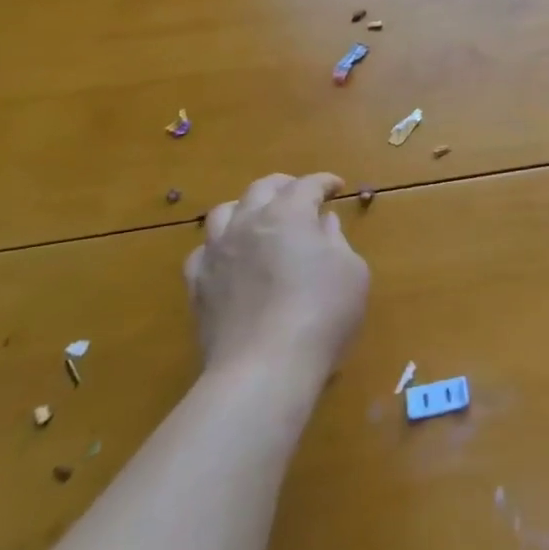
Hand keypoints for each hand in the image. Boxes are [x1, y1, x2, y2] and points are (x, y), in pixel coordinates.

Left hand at [183, 174, 369, 378]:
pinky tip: (230, 258)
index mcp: (289, 214)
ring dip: (246, 208)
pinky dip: (220, 246)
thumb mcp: (351, 272)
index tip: (337, 187)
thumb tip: (323, 224)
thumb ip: (336, 241)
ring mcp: (217, 253)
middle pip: (262, 189)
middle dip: (284, 186)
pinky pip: (204, 252)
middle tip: (300, 194)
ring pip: (224, 212)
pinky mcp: (197, 285)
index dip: (324, 182)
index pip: (307, 185)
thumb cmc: (322, 314)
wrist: (264, 367)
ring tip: (258, 219)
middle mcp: (248, 223)